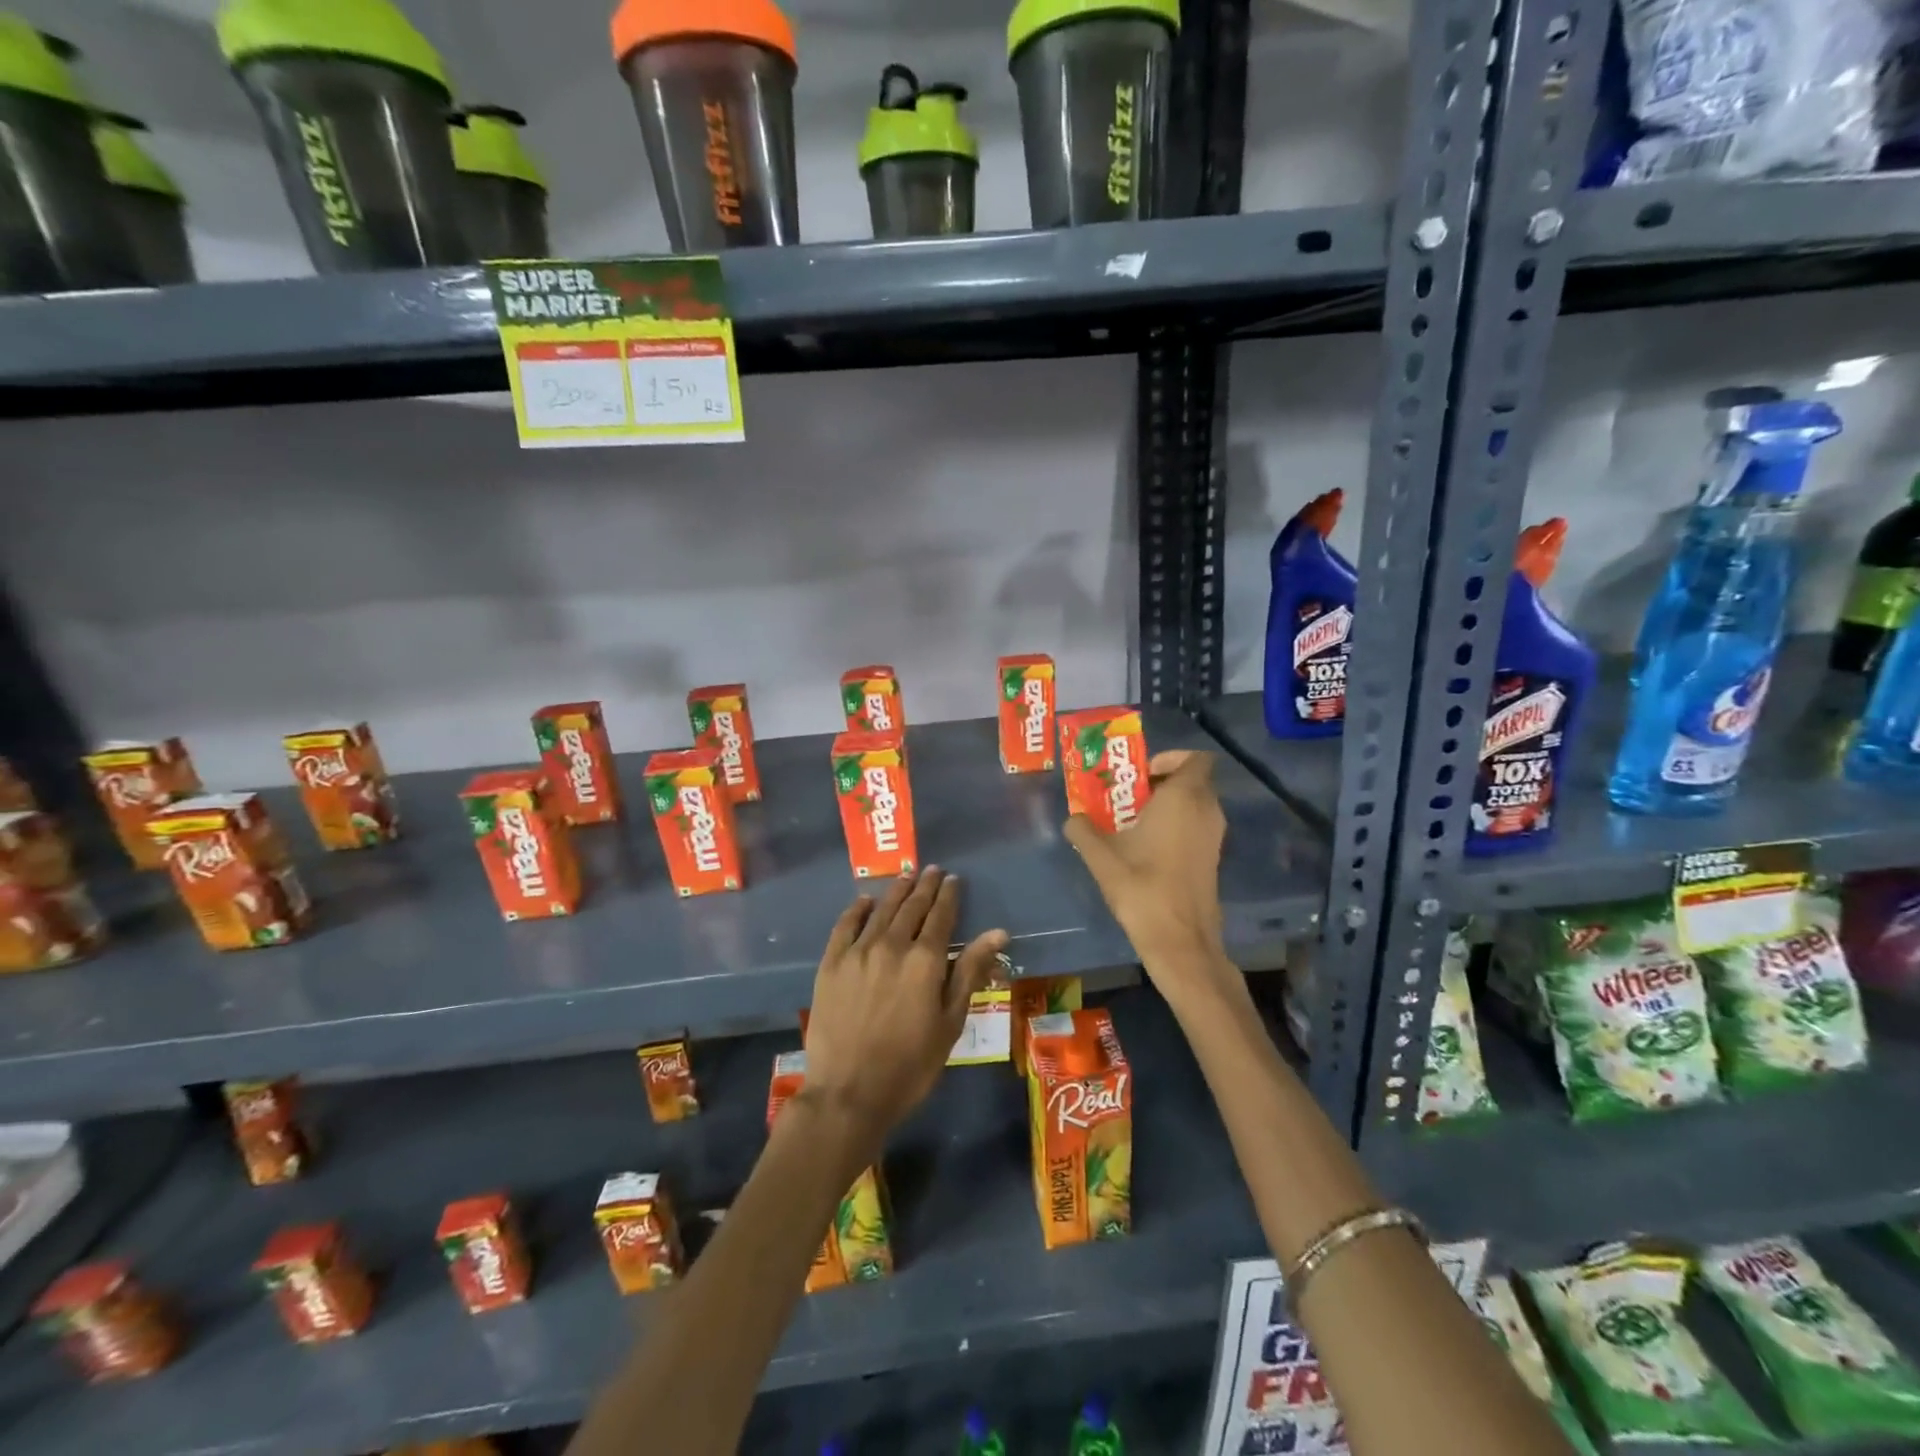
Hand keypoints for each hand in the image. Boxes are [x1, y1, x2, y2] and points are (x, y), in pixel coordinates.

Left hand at [800, 867, 1007, 1145]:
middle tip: (932, 870)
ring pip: (881, 910)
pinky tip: (865, 900)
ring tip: (906, 875)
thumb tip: (998, 933)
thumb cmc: (910, 1065)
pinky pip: (845, 925)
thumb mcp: (950, 1022)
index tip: (954, 879)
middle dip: (925, 886)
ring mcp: (858, 952)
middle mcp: (892, 945)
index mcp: (925, 960)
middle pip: (912, 906)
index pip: (941, 915)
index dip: (949, 895)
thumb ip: (970, 972)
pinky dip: (858, 909)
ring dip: (896, 890)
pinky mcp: (831, 963)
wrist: (849, 1093)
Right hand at [1065, 750, 1233, 996]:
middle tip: (1127, 796)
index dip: (1170, 758)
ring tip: (1131, 822)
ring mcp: (1214, 836)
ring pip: (1195, 805)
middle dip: (1161, 782)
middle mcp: (1207, 810)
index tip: (1139, 774)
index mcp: (1184, 796)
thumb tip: (1072, 819)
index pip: (1195, 758)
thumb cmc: (1141, 886)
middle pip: (1192, 780)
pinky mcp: (1213, 859)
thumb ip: (1083, 830)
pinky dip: (1176, 827)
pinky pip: (1196, 827)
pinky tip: (1146, 848)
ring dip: (1168, 806)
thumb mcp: (1100, 855)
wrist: (1179, 939)